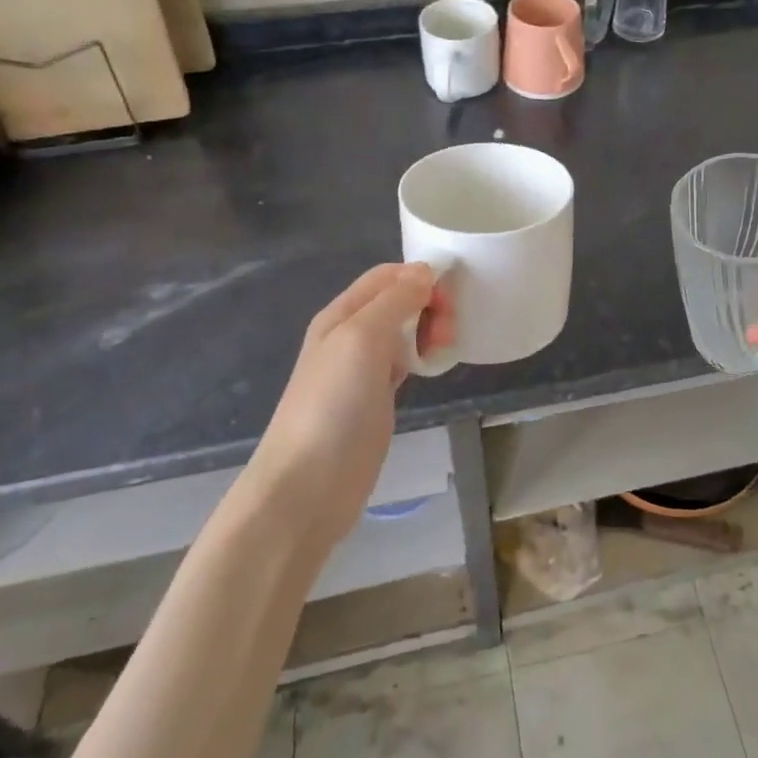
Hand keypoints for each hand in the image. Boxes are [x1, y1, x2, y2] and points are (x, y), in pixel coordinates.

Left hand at [245, 264, 454, 550]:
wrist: (308, 486)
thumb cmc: (333, 405)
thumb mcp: (362, 339)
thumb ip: (394, 300)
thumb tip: (424, 272)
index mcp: (341, 314)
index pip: (387, 275)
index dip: (420, 276)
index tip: (449, 298)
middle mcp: (350, 335)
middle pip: (399, 300)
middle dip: (429, 305)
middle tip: (447, 333)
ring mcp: (362, 368)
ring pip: (404, 330)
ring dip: (428, 330)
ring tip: (442, 350)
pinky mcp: (375, 398)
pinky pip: (405, 362)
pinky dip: (422, 356)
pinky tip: (432, 368)